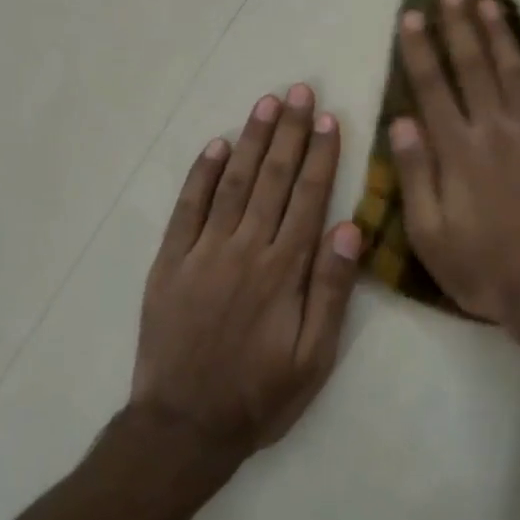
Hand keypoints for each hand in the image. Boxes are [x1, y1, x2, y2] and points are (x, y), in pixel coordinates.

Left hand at [134, 85, 362, 450]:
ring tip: (267, 104)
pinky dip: (202, 173)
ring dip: (252, 140)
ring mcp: (202, 252)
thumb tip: (349, 227)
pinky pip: (187, 207)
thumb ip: (332, 290)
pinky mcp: (170, 262)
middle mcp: (245, 249)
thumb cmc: (260, 395)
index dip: (321, 156)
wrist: (183, 427)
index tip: (330, 119)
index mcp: (284, 270)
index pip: (309, 198)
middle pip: (273, 178)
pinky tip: (217, 145)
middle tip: (300, 91)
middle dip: (289, 132)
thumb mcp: (314, 357)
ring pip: (233, 182)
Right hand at [390, 0, 519, 327]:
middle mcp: (496, 131)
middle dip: (459, 27)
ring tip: (490, 1)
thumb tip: (401, 121)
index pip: (432, 88)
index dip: (419, 50)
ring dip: (502, 35)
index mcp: (458, 151)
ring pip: (517, 74)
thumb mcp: (428, 231)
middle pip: (474, 68)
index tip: (411, 16)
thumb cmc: (479, 267)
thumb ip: (416, 173)